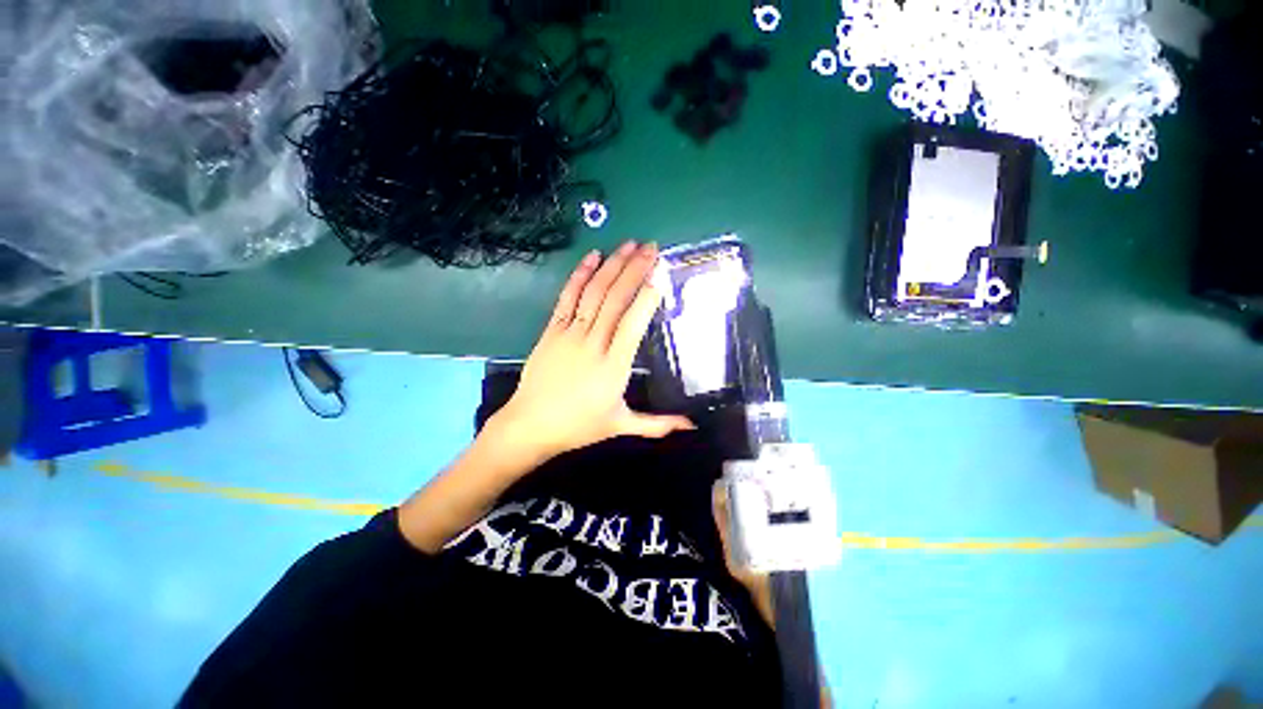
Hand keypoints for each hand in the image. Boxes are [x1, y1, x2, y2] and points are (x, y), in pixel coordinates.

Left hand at [489, 240, 694, 465]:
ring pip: (594, 292)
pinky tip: (592, 257)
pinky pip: (567, 297)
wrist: (531, 425)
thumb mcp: (621, 426)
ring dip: (612, 265)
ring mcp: (570, 333)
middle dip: (635, 270)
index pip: (633, 323)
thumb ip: (659, 424)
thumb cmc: (579, 426)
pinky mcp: (552, 330)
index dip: (647, 297)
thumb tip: (693, 426)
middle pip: (616, 299)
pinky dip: (580, 275)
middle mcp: (593, 343)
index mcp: (614, 366)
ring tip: (629, 244)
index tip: (660, 275)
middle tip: (651, 248)